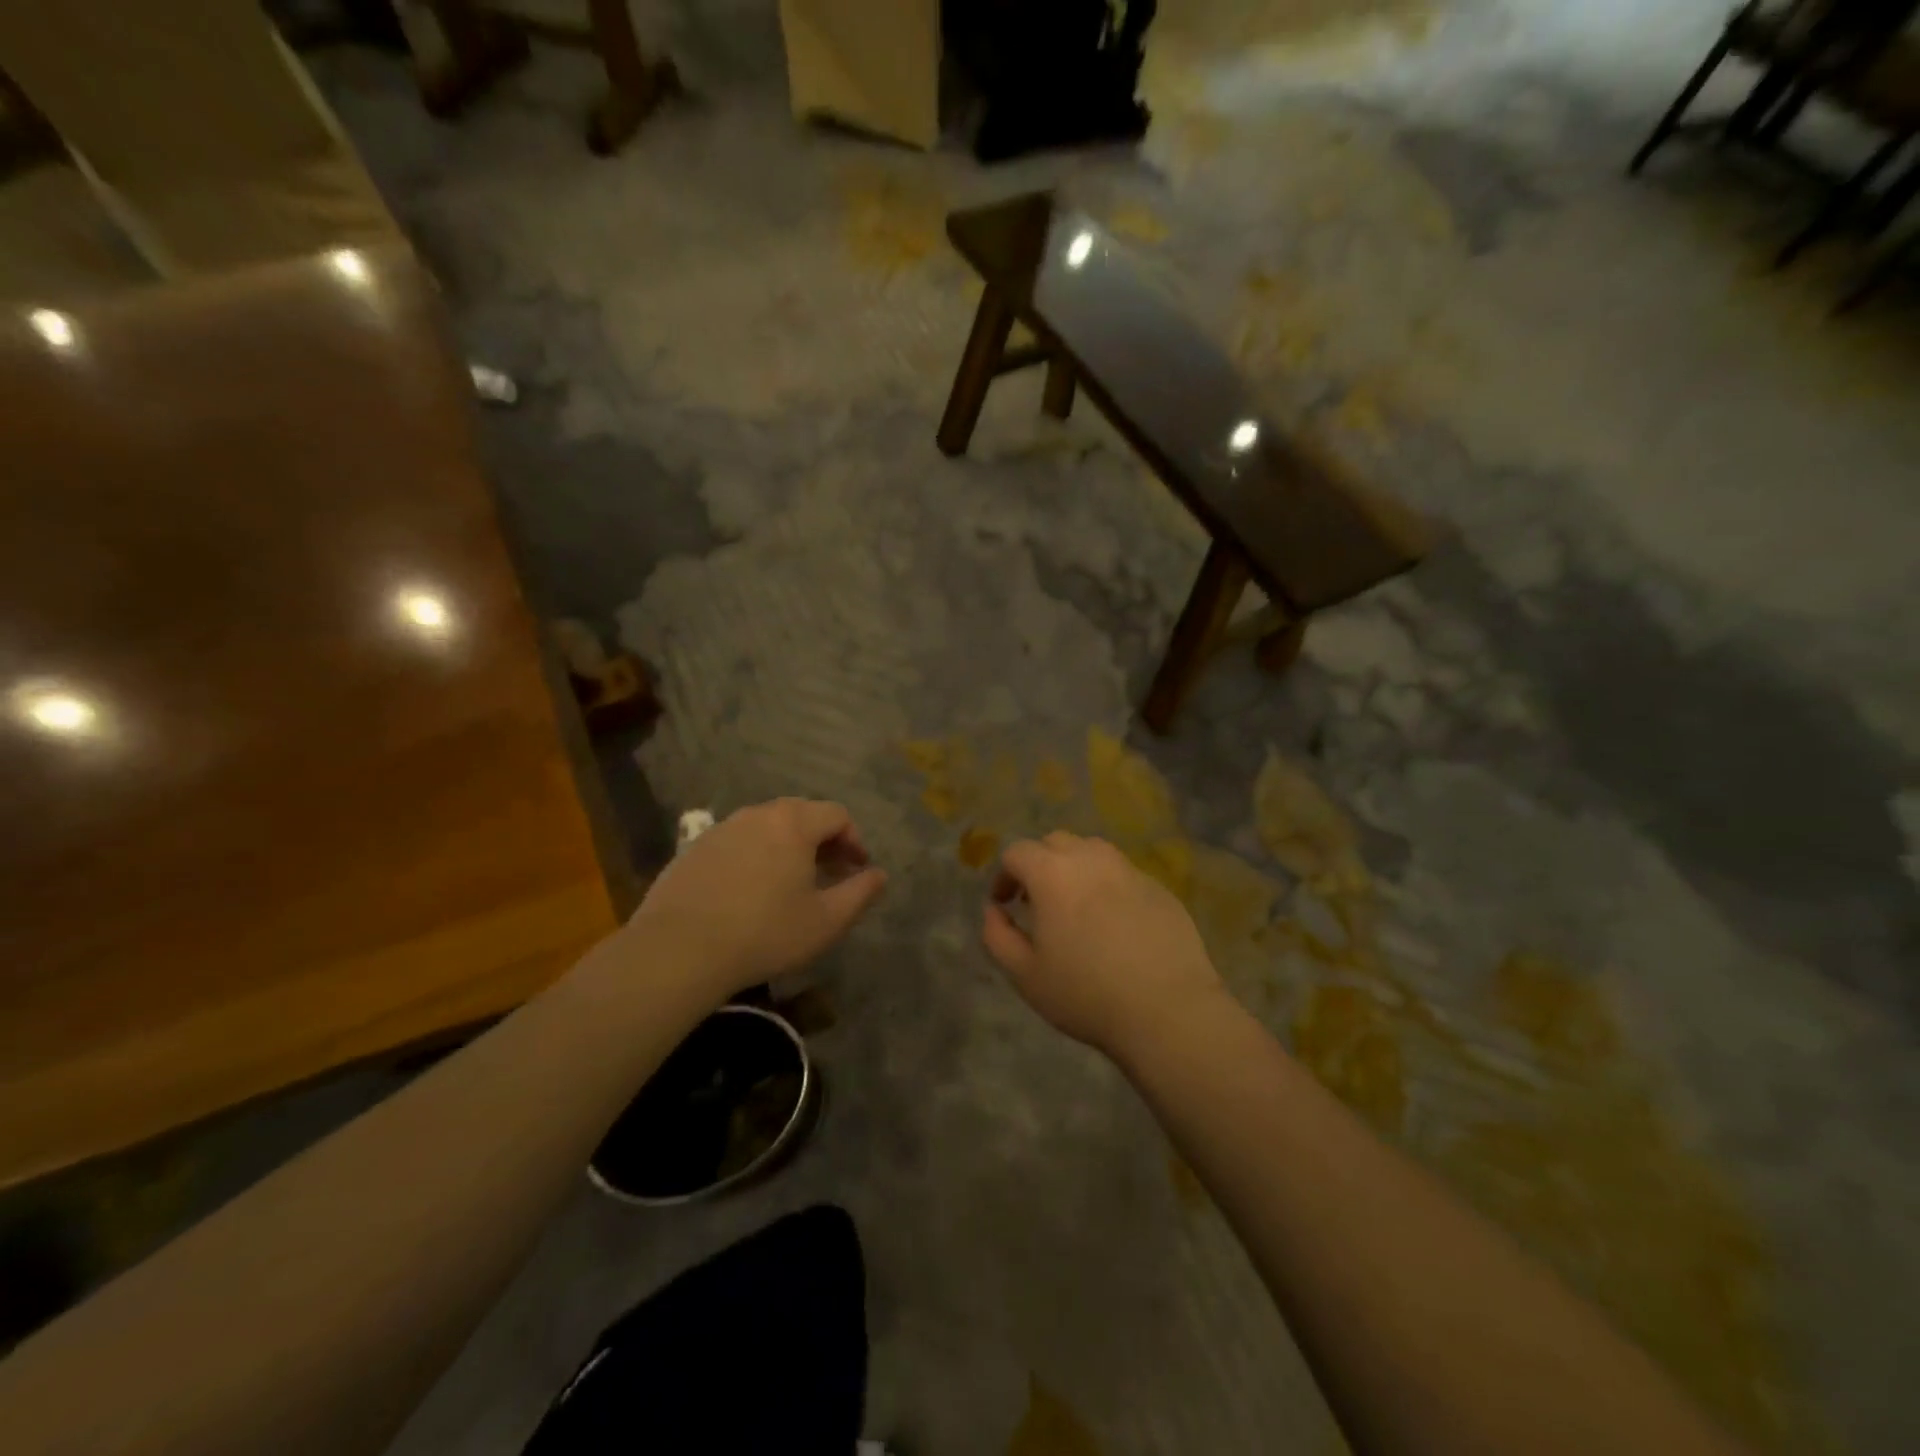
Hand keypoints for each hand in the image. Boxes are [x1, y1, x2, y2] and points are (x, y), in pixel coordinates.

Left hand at [629, 799, 886, 1001]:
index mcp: (793, 823)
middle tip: (830, 872)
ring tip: (791, 883)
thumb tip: (879, 875)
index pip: (836, 814)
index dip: (855, 839)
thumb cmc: (765, 933)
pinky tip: (750, 892)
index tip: (858, 868)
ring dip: (787, 847)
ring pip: (766, 828)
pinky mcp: (693, 849)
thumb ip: (860, 893)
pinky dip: (754, 857)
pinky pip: (737, 843)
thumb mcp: (826, 920)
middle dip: (823, 840)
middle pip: (801, 815)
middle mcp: (757, 815)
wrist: (679, 949)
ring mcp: (721, 829)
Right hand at [982, 831, 1224, 1056]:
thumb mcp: (1025, 974)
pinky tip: (1114, 924)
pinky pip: (1123, 874)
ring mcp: (1129, 870)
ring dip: (1075, 869)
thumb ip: (997, 935)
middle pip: (1055, 842)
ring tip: (1076, 907)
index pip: (1017, 851)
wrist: (1167, 1009)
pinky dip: (1108, 886)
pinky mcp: (1159, 887)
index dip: (1004, 875)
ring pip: (1092, 852)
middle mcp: (1091, 859)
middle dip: (1038, 865)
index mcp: (1052, 873)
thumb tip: (993, 910)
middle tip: (1037, 903)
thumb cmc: (1086, 993)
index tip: (1005, 904)